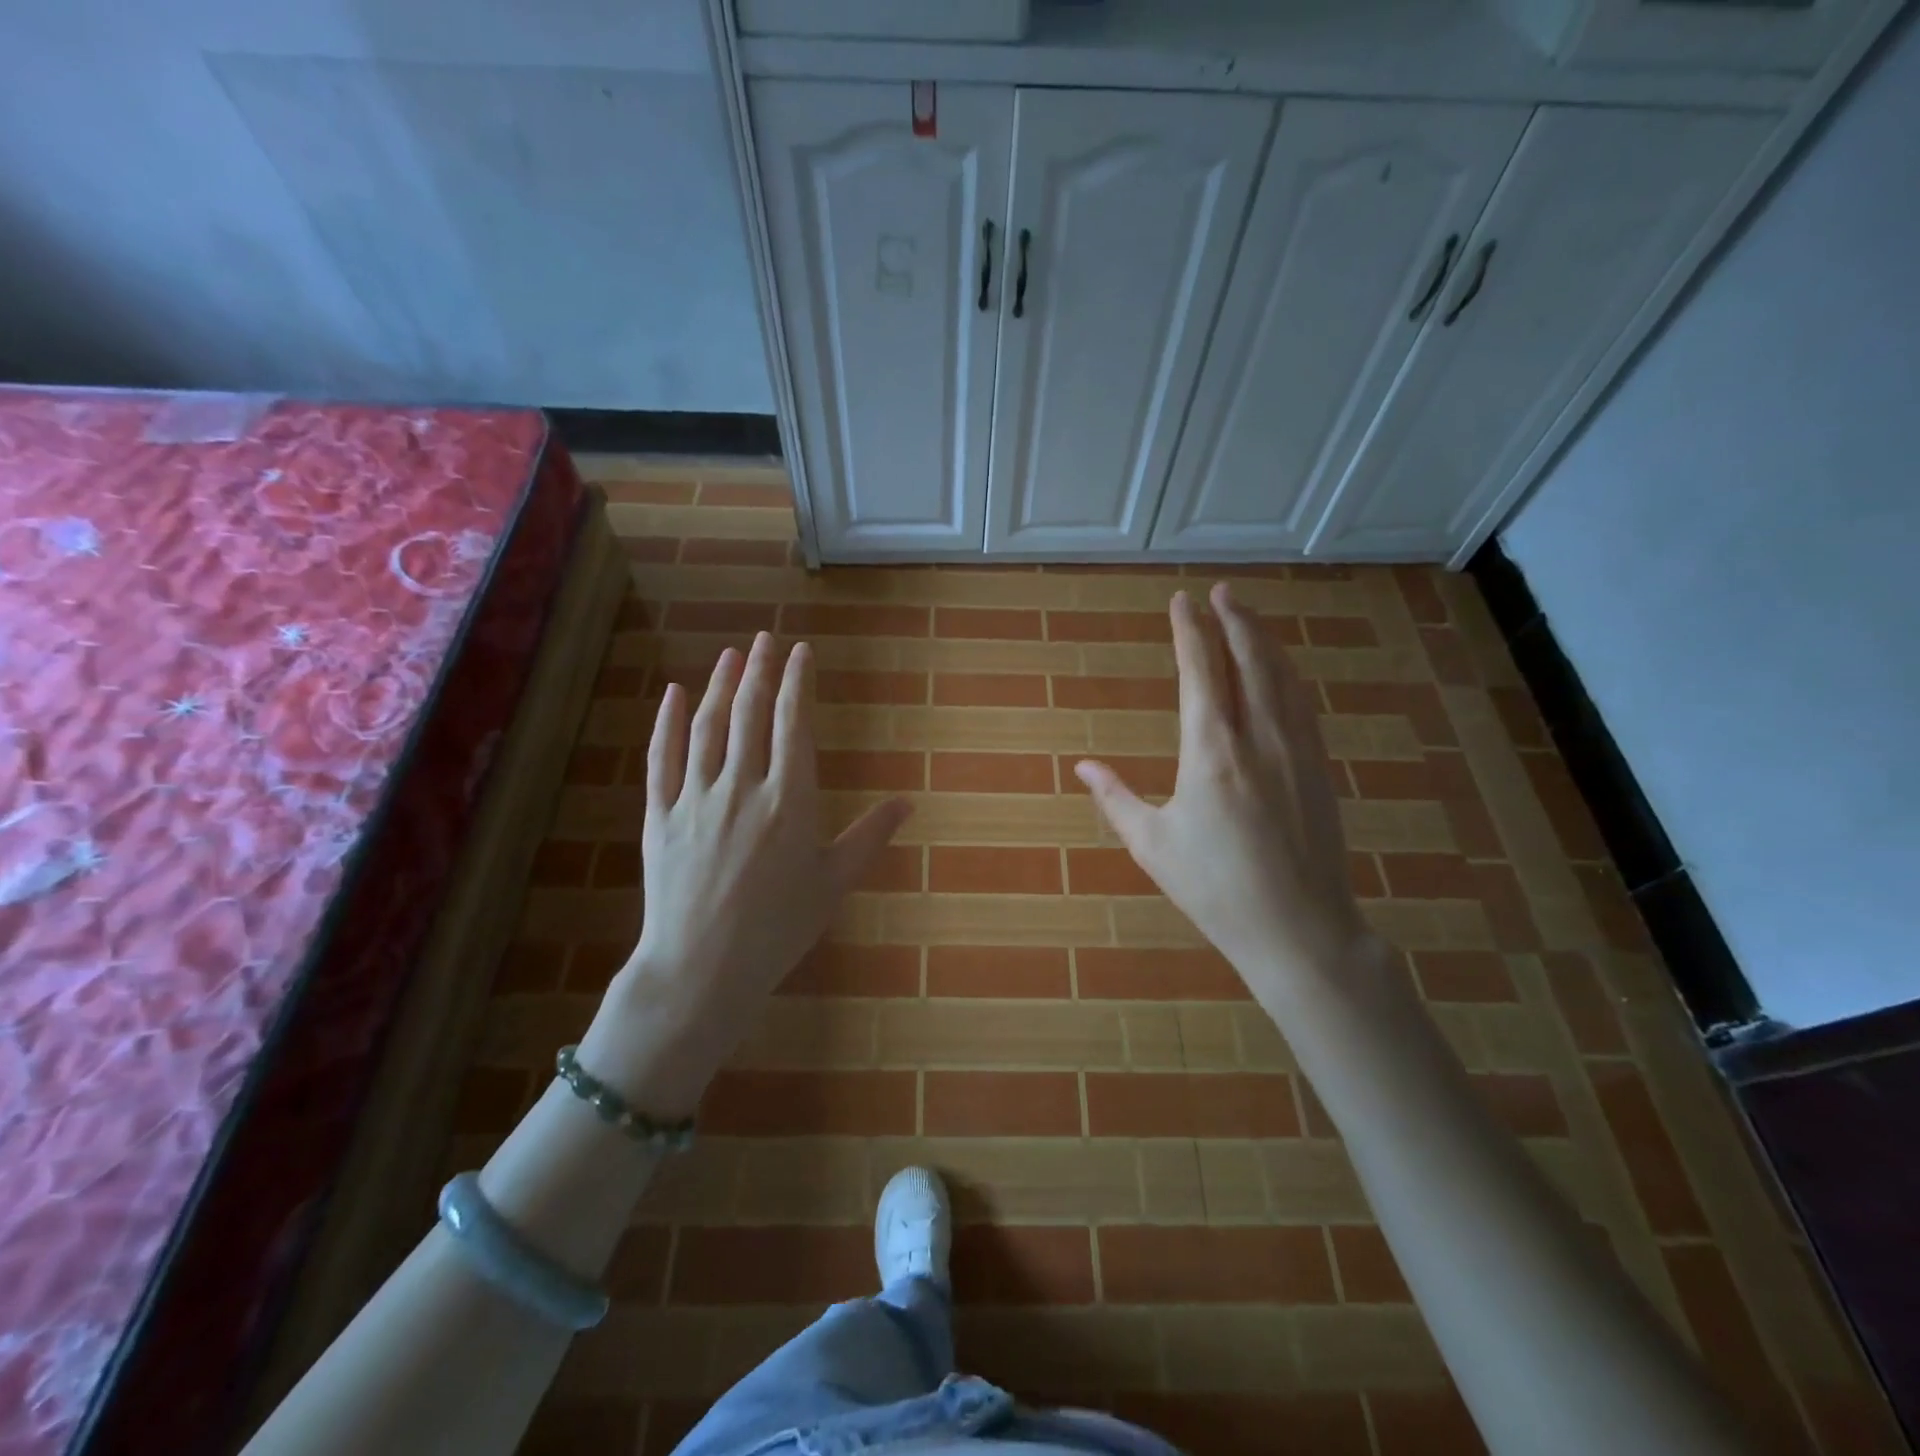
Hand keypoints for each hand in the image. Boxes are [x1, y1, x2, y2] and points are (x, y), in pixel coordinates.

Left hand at [577, 632, 909, 1113]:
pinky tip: (673, 694)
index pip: (792, 724)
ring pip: (707, 727)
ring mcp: (696, 799)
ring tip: (729, 655)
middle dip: (759, 671)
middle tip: (765, 638)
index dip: (797, 683)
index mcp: (789, 800)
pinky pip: (662, 758)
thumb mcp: (833, 884)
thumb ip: (869, 837)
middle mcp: (742, 787)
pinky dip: (667, 722)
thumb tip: (906, 802)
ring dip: (718, 686)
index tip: (801, 651)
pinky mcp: (660, 816)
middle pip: (749, 714)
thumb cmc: (778, 929)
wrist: (702, 969)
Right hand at [1075, 583, 1373, 997]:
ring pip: (1282, 676)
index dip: (1190, 632)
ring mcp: (1297, 750)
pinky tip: (1282, 671)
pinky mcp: (1319, 767)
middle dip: (1233, 620)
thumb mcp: (1152, 845)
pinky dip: (1287, 674)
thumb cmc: (1215, 889)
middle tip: (1220, 591)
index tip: (1182, 602)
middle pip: (1249, 660)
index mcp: (1211, 752)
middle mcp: (1259, 737)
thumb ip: (1115, 798)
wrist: (1300, 929)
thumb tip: (1082, 767)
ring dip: (1263, 640)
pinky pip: (1302, 704)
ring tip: (1248, 616)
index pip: (1200, 672)